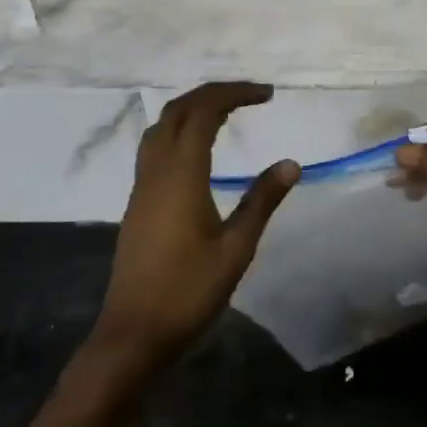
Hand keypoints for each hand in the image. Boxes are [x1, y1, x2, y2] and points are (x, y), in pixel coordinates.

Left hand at [92, 83, 298, 364]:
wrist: (134, 333)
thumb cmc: (188, 291)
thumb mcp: (236, 248)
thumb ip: (262, 200)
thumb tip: (291, 163)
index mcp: (181, 173)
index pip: (205, 111)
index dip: (235, 93)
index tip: (267, 95)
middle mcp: (157, 169)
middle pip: (179, 109)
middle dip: (214, 93)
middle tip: (250, 96)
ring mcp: (142, 185)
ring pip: (162, 126)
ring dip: (192, 108)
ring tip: (226, 113)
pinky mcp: (137, 202)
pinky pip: (155, 146)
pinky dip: (179, 130)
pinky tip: (198, 149)